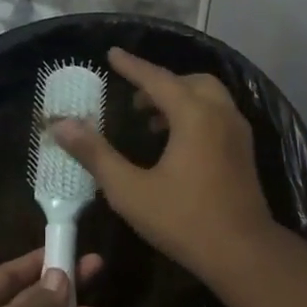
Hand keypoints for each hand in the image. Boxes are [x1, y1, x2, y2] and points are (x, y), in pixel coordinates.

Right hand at [51, 47, 276, 279]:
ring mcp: (238, 134)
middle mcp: (221, 114)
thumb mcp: (129, 190)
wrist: (242, 252)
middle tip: (133, 102)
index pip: (157, 79)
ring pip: (208, 99)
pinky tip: (177, 147)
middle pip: (189, 83)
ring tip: (150, 125)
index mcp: (194, 115)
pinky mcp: (245, 154)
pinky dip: (196, 117)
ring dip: (179, 101)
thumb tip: (61, 125)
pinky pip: (218, 118)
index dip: (132, 67)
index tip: (112, 54)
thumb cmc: (183, 220)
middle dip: (159, 85)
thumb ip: (95, 154)